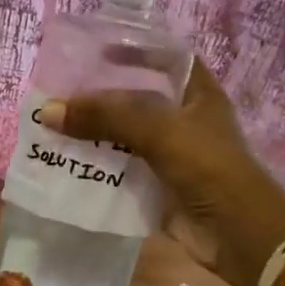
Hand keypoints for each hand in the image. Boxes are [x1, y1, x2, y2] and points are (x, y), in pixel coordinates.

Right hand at [41, 58, 284, 285]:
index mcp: (198, 94)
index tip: (98, 51)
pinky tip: (64, 162)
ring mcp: (169, 155)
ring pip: (122, 136)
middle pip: (135, 99)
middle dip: (100, 97)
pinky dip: (94, 167)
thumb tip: (49, 111)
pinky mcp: (155, 187)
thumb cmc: (208, 167)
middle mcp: (183, 120)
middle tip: (60, 92)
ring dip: (91, 134)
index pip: (166, 58)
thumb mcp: (159, 129)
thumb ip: (105, 116)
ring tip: (52, 125)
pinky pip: (118, 170)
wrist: (235, 235)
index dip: (136, 50)